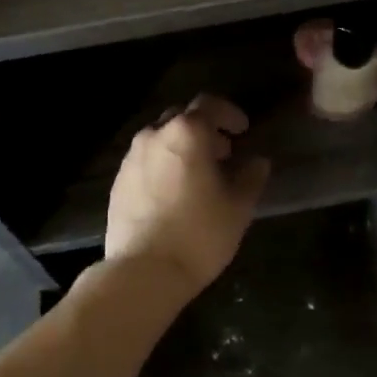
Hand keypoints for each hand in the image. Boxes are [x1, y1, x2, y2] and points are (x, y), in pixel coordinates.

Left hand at [106, 94, 269, 299]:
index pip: (209, 105)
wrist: (143, 271)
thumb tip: (257, 162)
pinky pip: (145, 162)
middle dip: (204, 130)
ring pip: (160, 139)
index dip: (229, 114)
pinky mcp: (118, 182)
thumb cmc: (199, 234)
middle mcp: (154, 136)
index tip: (242, 131)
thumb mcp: (238, 207)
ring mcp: (131, 158)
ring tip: (198, 175)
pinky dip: (162, 165)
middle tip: (223, 153)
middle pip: (181, 118)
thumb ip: (251, 177)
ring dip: (181, 148)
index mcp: (186, 133)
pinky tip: (174, 193)